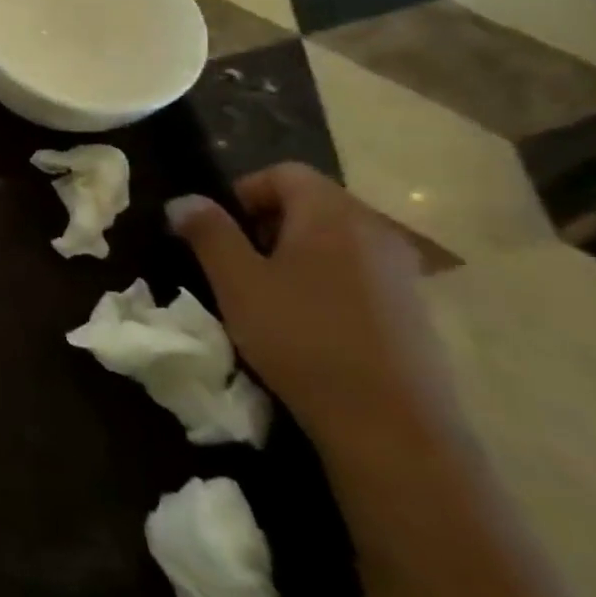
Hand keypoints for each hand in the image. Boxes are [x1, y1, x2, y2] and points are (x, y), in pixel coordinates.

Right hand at [166, 164, 458, 451]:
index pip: (283, 172)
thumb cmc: (301, 337)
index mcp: (331, 214)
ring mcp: (401, 269)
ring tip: (268, 296)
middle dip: (266, 224)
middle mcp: (374, 229)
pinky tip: (308, 323)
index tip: (220, 232)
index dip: (242, 192)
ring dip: (295, 254)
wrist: (390, 423)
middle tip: (238, 265)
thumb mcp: (236, 282)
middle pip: (311, 203)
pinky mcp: (412, 306)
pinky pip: (357, 271)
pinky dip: (325, 280)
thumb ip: (208, 232)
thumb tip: (183, 200)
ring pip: (333, 239)